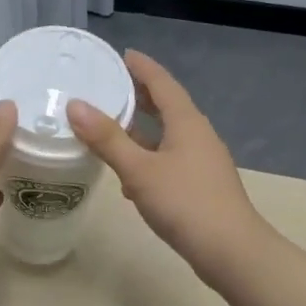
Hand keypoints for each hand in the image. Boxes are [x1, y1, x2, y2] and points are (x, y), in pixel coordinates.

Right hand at [66, 50, 266, 285]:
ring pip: (166, 136)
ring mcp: (201, 162)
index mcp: (186, 122)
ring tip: (111, 127)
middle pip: (167, 106)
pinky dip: (147, 158)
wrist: (231, 251)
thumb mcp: (139, 170)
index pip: (162, 82)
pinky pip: (169, 160)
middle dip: (140, 96)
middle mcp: (197, 135)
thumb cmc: (185, 203)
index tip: (122, 54)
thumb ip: (107, 138)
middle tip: (110, 86)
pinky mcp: (200, 186)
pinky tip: (129, 177)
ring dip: (141, 130)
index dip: (141, 67)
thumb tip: (75, 105)